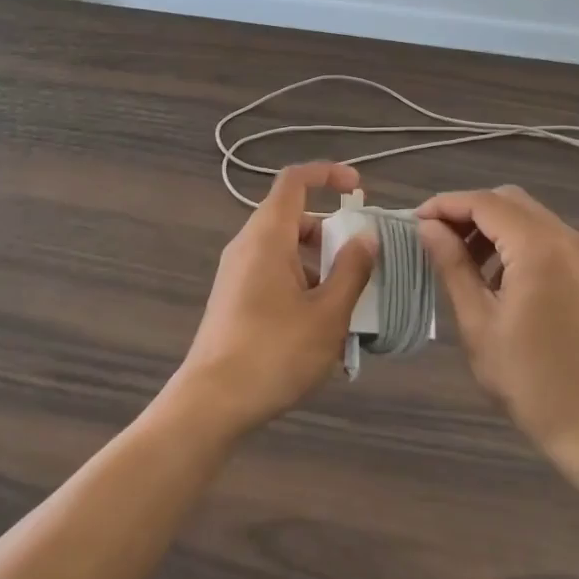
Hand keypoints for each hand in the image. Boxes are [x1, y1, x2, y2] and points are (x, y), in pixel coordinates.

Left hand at [167, 162, 377, 440]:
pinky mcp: (235, 299)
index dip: (328, 174)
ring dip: (321, 269)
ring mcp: (238, 273)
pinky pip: (275, 276)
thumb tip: (367, 235)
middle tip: (363, 266)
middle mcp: (248, 246)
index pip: (295, 180)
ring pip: (287, 252)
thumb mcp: (327, 314)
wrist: (211, 404)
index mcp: (268, 236)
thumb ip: (352, 270)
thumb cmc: (274, 352)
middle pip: (295, 219)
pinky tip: (322, 332)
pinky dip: (303, 288)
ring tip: (349, 311)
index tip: (359, 189)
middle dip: (333, 235)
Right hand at [418, 186, 578, 481]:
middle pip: (507, 201)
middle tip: (434, 239)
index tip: (412, 222)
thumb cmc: (531, 382)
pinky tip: (496, 276)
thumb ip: (452, 266)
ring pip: (528, 216)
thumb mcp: (479, 324)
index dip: (443, 205)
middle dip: (466, 211)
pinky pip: (546, 237)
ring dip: (491, 226)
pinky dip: (515, 241)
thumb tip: (427, 227)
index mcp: (539, 247)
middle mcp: (566, 238)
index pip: (483, 202)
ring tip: (460, 260)